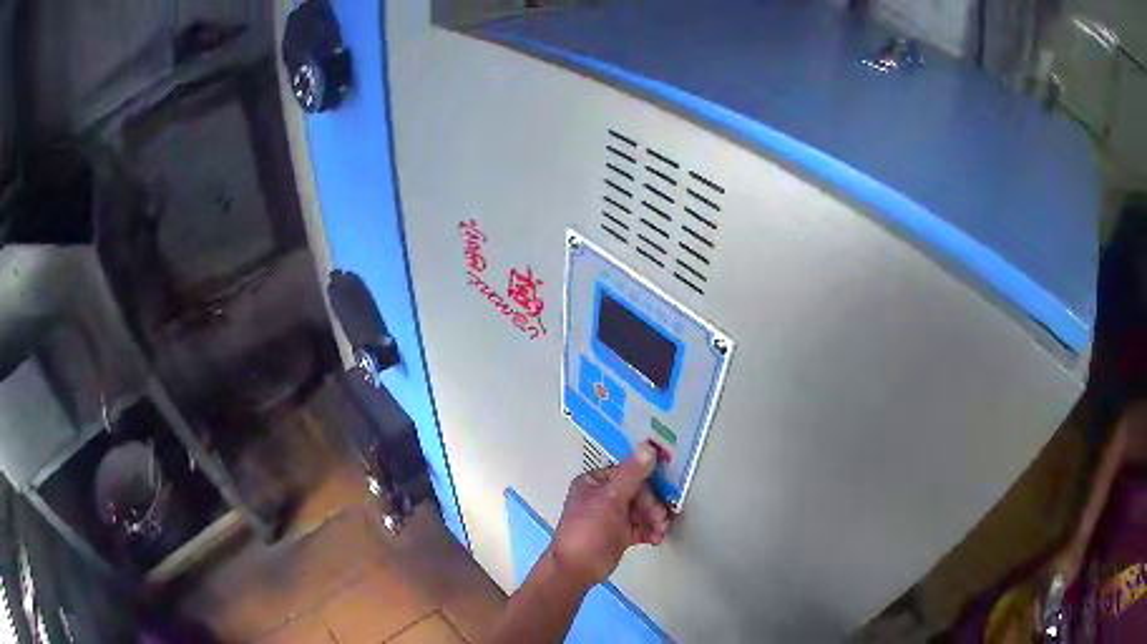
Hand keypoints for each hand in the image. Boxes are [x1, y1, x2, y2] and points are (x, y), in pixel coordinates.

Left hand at [549, 442, 670, 587]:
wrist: (577, 570)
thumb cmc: (588, 531)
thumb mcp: (610, 501)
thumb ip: (631, 474)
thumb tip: (648, 446)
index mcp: (595, 482)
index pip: (629, 474)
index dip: (646, 485)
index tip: (661, 496)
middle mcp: (604, 496)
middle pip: (639, 493)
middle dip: (653, 506)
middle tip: (661, 520)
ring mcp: (613, 515)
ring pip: (643, 510)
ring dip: (655, 519)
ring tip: (660, 531)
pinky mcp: (621, 533)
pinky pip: (642, 526)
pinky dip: (651, 531)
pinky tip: (656, 538)